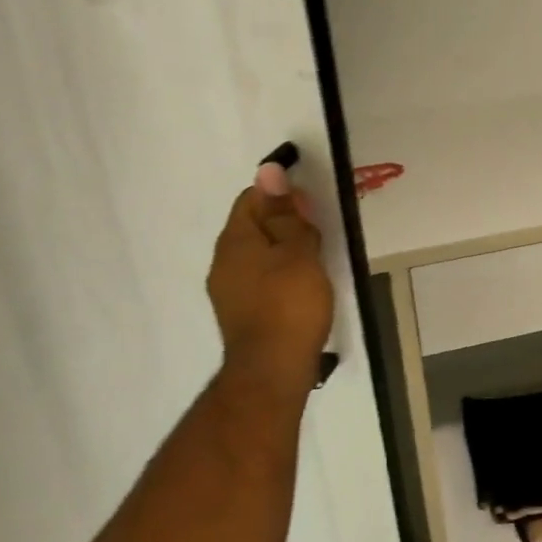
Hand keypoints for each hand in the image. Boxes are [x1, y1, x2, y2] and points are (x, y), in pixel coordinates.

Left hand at [206, 162, 333, 405]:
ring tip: (316, 259)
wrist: (272, 371)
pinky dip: (281, 273)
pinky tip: (303, 286)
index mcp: (235, 241)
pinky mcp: (242, 313)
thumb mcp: (297, 252)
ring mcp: (229, 291)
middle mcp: (224, 262)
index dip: (281, 194)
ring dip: (285, 249)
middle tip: (318, 232)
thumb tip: (269, 170)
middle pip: (254, 226)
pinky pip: (261, 278)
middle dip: (285, 222)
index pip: (252, 199)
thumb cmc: (289, 304)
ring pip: (258, 254)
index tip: (310, 204)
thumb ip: (285, 213)